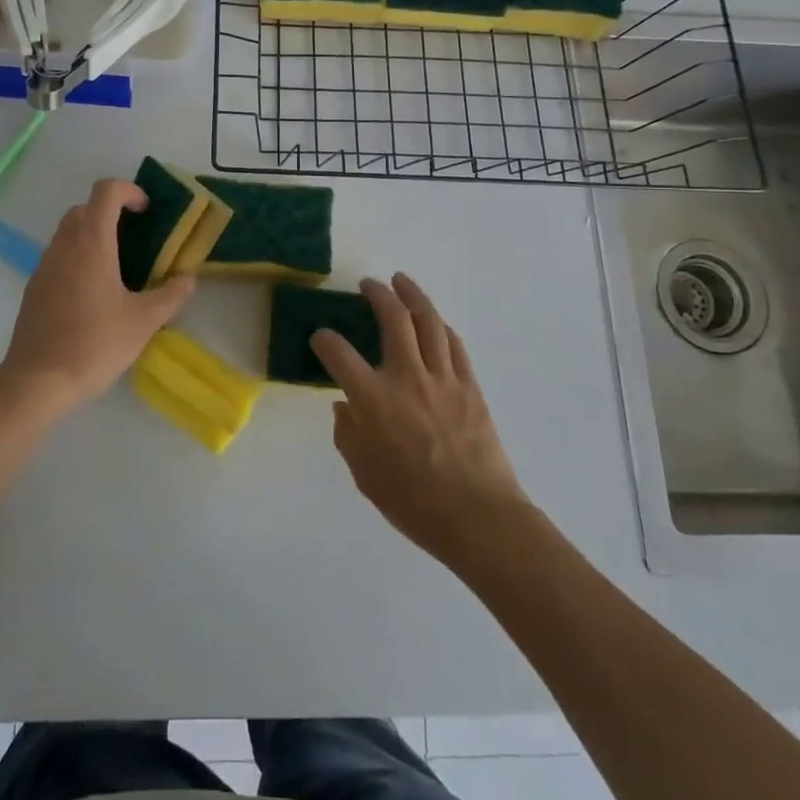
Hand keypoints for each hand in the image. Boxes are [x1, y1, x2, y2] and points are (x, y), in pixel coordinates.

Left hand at [0, 180, 195, 418]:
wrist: (38, 381)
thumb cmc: (95, 345)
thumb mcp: (143, 322)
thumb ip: (170, 295)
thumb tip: (188, 278)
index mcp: (92, 244)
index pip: (105, 192)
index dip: (128, 190)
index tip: (145, 210)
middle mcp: (64, 246)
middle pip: (84, 208)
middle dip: (110, 212)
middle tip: (135, 237)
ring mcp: (44, 265)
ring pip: (68, 232)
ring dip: (92, 234)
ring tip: (116, 266)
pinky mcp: (34, 287)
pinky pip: (57, 256)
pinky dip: (76, 257)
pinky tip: (92, 293)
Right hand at [312, 274, 530, 564]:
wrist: (479, 517)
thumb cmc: (414, 502)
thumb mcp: (364, 474)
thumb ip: (348, 434)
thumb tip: (345, 407)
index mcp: (373, 399)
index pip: (338, 353)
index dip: (324, 340)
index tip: (320, 338)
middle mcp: (407, 377)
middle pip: (393, 319)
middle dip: (377, 294)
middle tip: (368, 285)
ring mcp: (443, 378)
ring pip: (428, 321)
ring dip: (413, 296)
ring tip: (401, 282)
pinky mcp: (470, 386)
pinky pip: (454, 344)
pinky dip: (440, 326)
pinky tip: (434, 322)